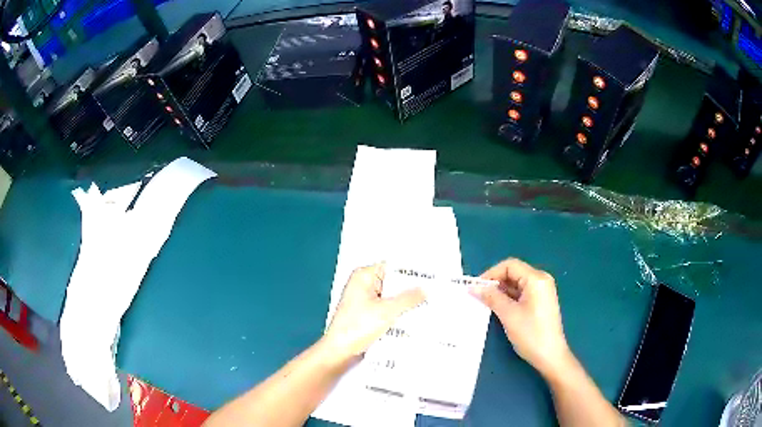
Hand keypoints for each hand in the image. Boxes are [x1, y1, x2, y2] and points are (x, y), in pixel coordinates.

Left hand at [323, 263, 425, 359]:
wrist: (340, 351)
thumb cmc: (358, 326)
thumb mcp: (387, 311)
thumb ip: (408, 298)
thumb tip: (426, 289)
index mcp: (364, 276)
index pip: (392, 267)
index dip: (411, 271)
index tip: (431, 274)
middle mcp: (363, 285)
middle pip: (392, 282)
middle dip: (411, 288)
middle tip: (435, 290)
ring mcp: (365, 300)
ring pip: (391, 297)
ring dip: (406, 302)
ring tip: (431, 302)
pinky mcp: (367, 315)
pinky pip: (387, 309)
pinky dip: (398, 312)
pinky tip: (415, 316)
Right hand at [470, 258, 570, 377]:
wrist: (550, 356)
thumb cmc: (530, 334)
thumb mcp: (508, 314)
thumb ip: (491, 297)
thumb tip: (473, 287)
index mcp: (536, 279)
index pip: (510, 266)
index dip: (491, 274)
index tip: (476, 288)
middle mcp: (541, 280)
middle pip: (514, 273)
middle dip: (495, 282)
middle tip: (479, 296)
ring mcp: (543, 291)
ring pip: (517, 283)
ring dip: (501, 291)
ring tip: (486, 303)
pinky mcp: (541, 301)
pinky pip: (522, 293)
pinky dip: (510, 298)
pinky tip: (499, 308)